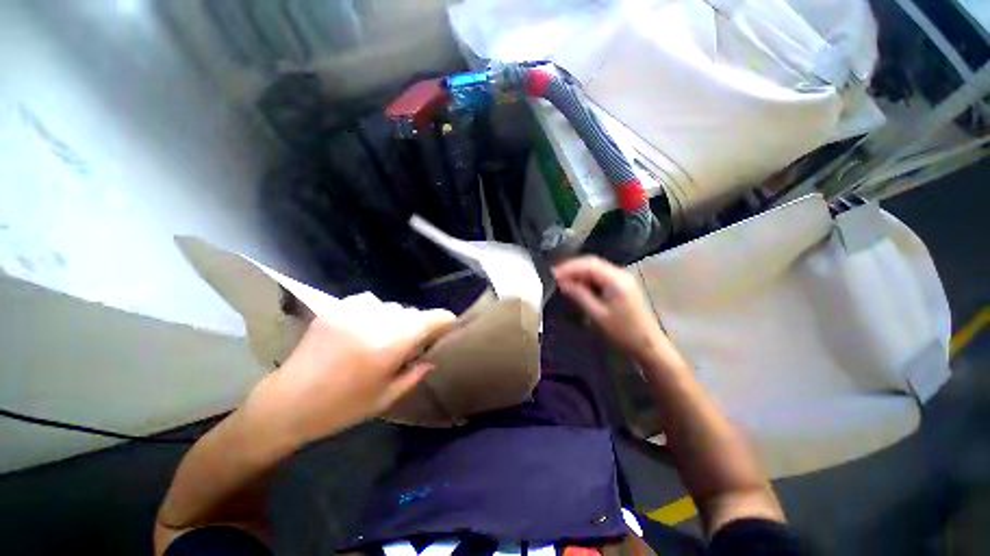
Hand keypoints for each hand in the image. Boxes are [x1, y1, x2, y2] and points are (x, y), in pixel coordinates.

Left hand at [250, 303, 455, 444]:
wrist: (287, 403)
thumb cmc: (341, 408)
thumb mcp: (386, 398)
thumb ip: (415, 375)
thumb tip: (431, 358)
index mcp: (390, 344)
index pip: (430, 319)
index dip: (445, 320)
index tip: (450, 326)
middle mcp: (375, 321)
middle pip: (411, 312)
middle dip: (417, 325)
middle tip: (411, 343)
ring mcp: (353, 311)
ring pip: (391, 306)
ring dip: (396, 319)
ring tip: (385, 336)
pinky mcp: (335, 308)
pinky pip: (368, 301)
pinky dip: (375, 311)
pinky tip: (365, 326)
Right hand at [554, 256, 665, 360]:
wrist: (648, 346)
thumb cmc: (622, 332)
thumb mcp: (597, 314)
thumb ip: (579, 295)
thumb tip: (561, 282)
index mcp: (616, 280)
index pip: (589, 264)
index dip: (569, 267)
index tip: (553, 275)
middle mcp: (620, 274)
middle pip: (592, 263)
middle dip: (573, 268)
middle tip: (555, 277)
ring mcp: (623, 279)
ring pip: (596, 268)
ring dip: (579, 273)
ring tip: (563, 281)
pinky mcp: (622, 286)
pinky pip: (601, 276)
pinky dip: (587, 279)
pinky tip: (578, 286)